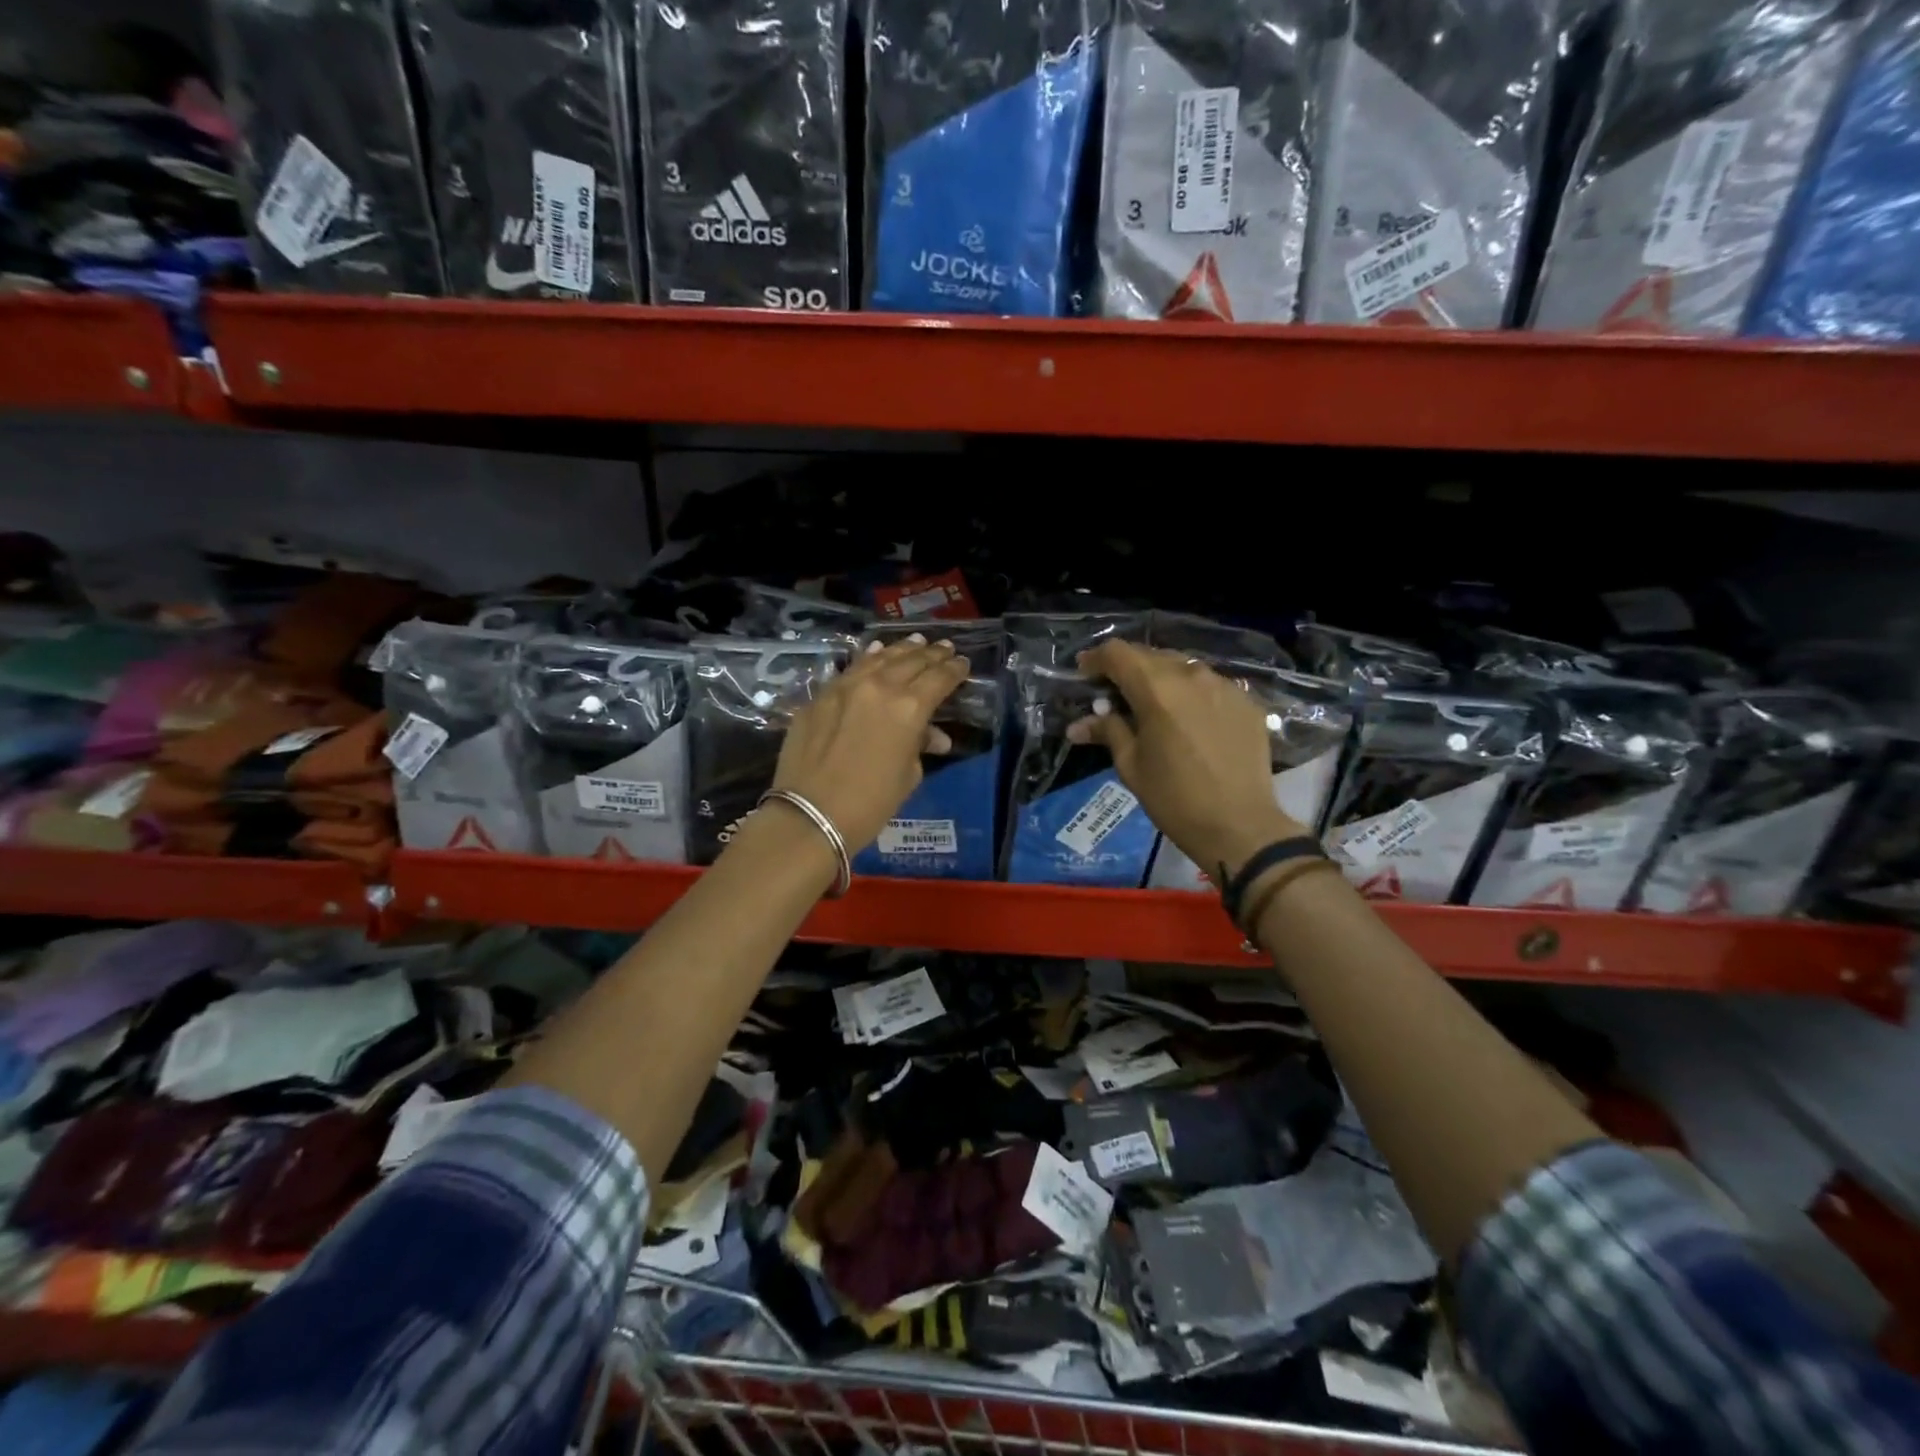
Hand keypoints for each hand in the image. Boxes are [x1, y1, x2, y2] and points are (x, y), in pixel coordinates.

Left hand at [770, 634, 969, 851]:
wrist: (810, 815)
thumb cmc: (870, 804)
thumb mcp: (908, 776)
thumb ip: (920, 746)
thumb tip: (932, 736)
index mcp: (909, 708)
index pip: (940, 678)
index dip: (954, 670)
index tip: (962, 663)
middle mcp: (880, 687)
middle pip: (911, 662)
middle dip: (932, 655)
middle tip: (944, 648)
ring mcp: (845, 687)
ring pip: (880, 658)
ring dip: (901, 650)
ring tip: (916, 642)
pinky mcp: (820, 695)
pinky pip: (852, 669)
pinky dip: (869, 659)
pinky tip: (875, 653)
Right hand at [1070, 639, 1306, 878]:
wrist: (1240, 826)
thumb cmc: (1174, 798)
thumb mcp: (1131, 765)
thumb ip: (1107, 731)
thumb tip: (1078, 725)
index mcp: (1157, 688)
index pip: (1118, 653)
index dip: (1097, 659)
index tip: (1085, 673)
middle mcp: (1191, 675)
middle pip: (1151, 655)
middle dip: (1128, 669)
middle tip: (1115, 694)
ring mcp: (1224, 685)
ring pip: (1183, 667)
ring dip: (1161, 679)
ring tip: (1153, 706)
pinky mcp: (1246, 701)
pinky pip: (1210, 685)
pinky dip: (1191, 693)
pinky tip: (1189, 720)